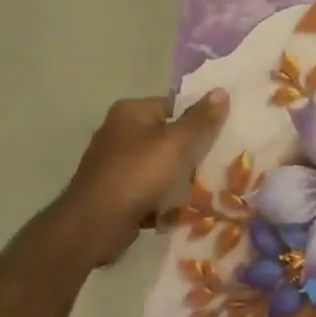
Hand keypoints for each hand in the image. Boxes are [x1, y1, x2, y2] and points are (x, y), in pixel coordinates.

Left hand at [55, 92, 227, 266]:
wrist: (94, 226)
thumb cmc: (137, 175)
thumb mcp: (175, 143)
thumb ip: (200, 119)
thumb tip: (221, 91)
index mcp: (131, 111)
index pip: (175, 106)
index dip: (198, 120)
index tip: (220, 137)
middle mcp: (120, 131)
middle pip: (168, 136)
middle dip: (190, 154)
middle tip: (214, 166)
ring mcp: (115, 163)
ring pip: (161, 165)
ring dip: (178, 180)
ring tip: (201, 191)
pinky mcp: (115, 191)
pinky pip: (148, 189)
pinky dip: (162, 198)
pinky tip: (177, 210)